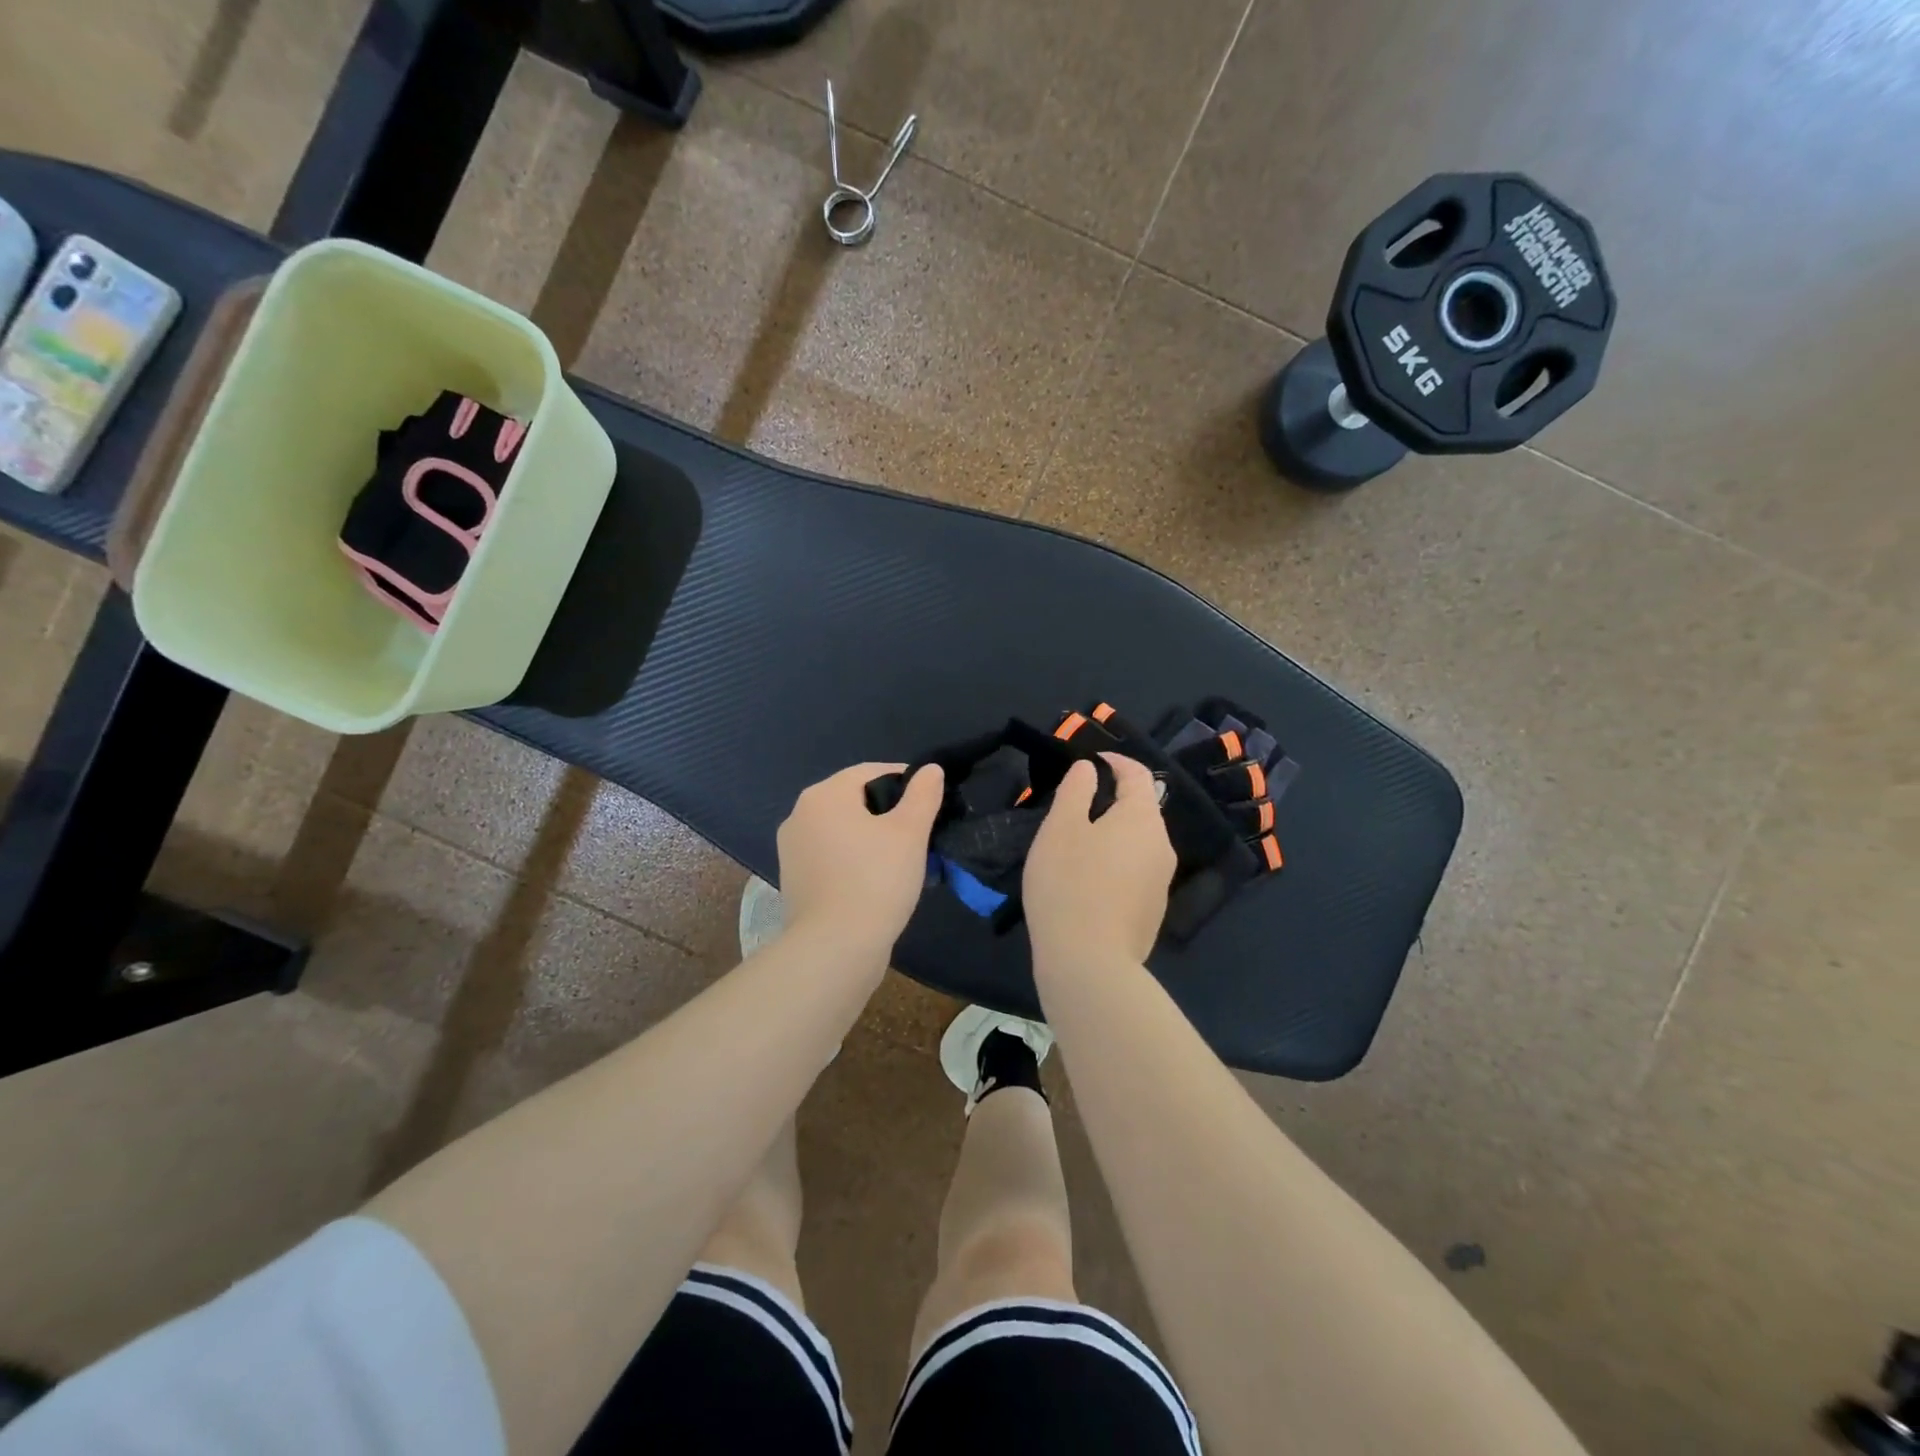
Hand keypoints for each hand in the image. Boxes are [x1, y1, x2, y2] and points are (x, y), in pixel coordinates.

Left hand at [776, 761, 944, 956]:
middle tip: (920, 832)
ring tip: (903, 859)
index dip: (904, 780)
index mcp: (824, 795)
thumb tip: (930, 769)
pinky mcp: (794, 879)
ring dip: (871, 837)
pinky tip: (876, 880)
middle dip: (888, 811)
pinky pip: (831, 856)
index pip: (870, 772)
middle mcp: (800, 814)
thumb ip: (922, 795)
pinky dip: (854, 859)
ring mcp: (792, 849)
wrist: (834, 948)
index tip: (930, 801)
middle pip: (854, 800)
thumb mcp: (910, 832)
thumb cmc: (875, 880)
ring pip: (842, 830)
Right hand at [1024, 753, 1175, 970]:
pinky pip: (1135, 873)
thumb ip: (1076, 790)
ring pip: (1137, 844)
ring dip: (1112, 835)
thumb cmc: (1069, 884)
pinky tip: (1088, 883)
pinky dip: (1115, 864)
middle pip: (1140, 810)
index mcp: (1143, 819)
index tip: (1091, 760)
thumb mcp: (1061, 828)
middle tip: (1073, 808)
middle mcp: (1162, 846)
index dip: (1115, 761)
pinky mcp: (1152, 912)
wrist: (1089, 963)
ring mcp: (1161, 882)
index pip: (1137, 774)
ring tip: (1076, 846)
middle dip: (1111, 801)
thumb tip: (1090, 770)